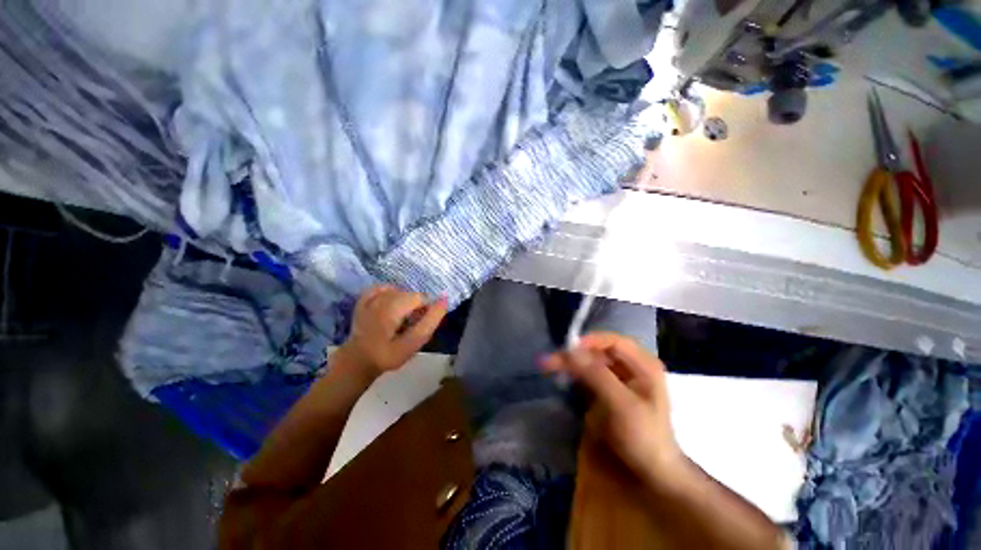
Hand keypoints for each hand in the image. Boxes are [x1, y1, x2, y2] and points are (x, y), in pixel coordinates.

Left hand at [338, 285, 447, 376]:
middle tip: (410, 326)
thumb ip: (431, 320)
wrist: (357, 362)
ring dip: (404, 302)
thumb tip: (444, 299)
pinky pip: (381, 288)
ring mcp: (370, 297)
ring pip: (398, 291)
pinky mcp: (363, 300)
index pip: (421, 298)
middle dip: (415, 307)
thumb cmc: (387, 355)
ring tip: (400, 319)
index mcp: (393, 306)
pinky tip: (390, 304)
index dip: (425, 311)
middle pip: (410, 294)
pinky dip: (389, 293)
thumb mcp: (414, 342)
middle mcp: (381, 297)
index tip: (419, 326)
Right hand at [541, 332, 682, 484]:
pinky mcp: (608, 389)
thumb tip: (570, 351)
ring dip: (571, 363)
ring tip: (549, 365)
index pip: (613, 341)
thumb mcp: (622, 405)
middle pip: (599, 350)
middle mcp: (631, 366)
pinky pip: (588, 374)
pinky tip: (561, 376)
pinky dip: (574, 373)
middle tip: (551, 361)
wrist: (651, 471)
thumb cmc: (643, 436)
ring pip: (590, 361)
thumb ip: (597, 375)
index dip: (590, 342)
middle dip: (575, 354)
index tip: (567, 349)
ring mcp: (619, 378)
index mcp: (643, 364)